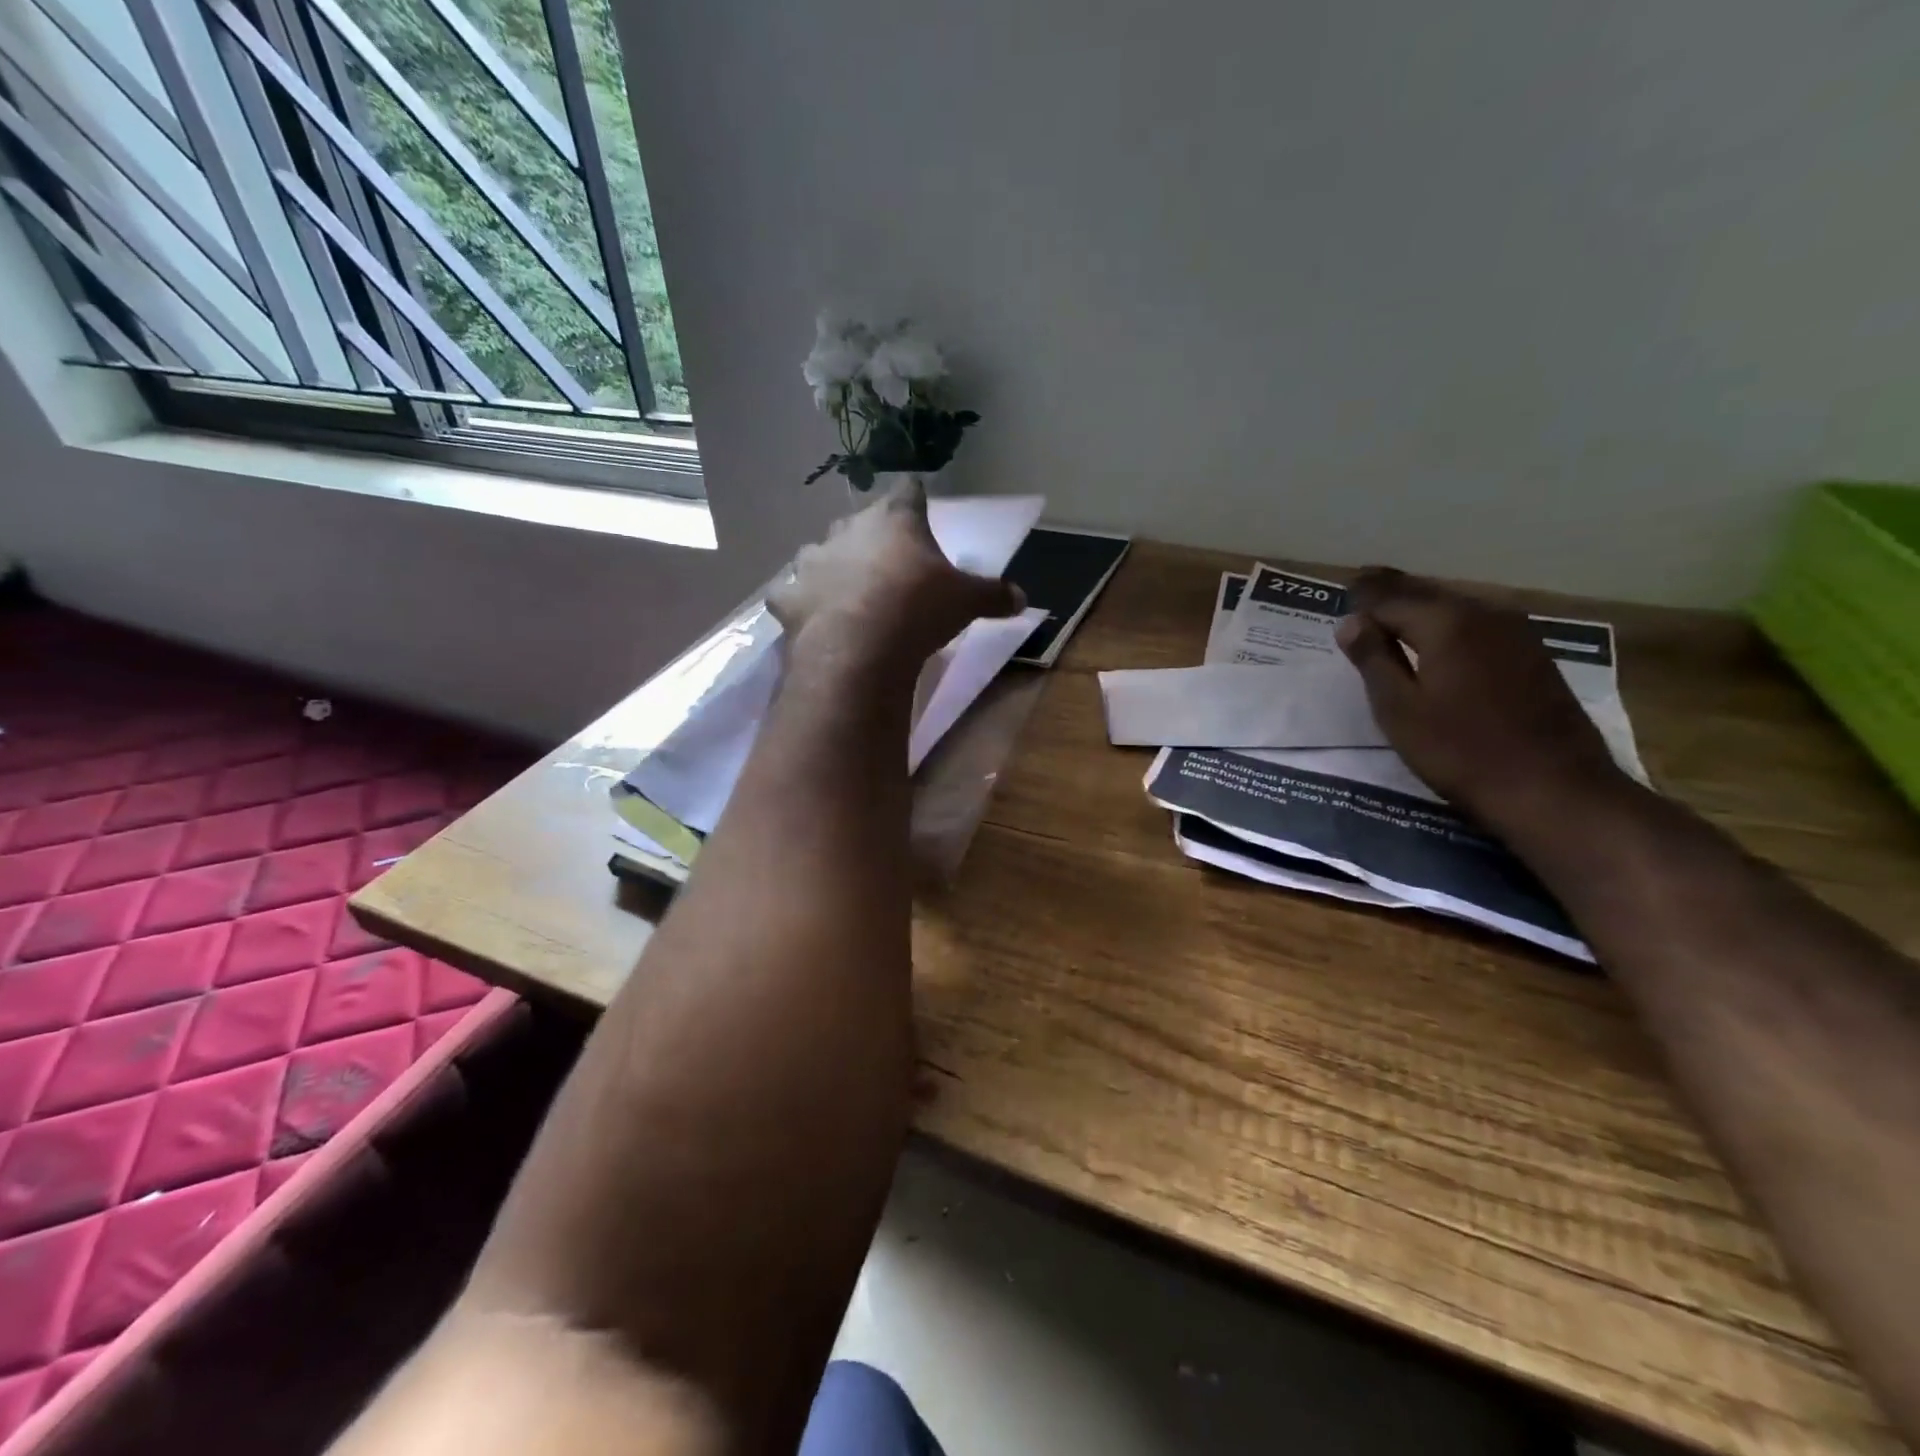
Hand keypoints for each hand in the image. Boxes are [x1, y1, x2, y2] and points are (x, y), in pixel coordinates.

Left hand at [769, 479, 1024, 677]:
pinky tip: (811, 618)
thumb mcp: (967, 602)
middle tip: (885, 563)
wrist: (859, 648)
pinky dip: (801, 603)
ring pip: (820, 554)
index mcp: (896, 520)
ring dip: (832, 567)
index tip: (919, 505)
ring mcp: (813, 562)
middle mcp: (849, 530)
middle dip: (871, 538)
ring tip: (845, 591)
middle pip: (860, 522)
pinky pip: (792, 594)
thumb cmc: (919, 610)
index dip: (915, 499)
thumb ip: (994, 595)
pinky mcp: (788, 598)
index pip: (908, 493)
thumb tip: (1023, 599)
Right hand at [1335, 568, 1627, 829]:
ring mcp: (1516, 635)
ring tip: (1396, 605)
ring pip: (1457, 607)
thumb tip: (1350, 621)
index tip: (1343, 588)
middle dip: (1394, 590)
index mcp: (1445, 623)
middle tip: (1365, 580)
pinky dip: (1451, 623)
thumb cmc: (1460, 751)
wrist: (1553, 788)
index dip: (1363, 596)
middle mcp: (1484, 615)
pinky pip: (1479, 625)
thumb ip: (1373, 660)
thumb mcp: (1399, 709)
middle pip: (1427, 594)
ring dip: (1424, 604)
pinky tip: (1442, 635)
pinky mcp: (1533, 657)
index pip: (1390, 599)